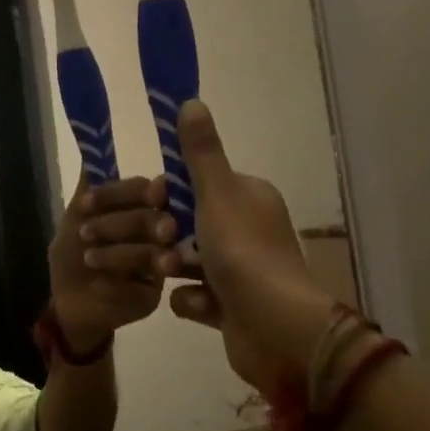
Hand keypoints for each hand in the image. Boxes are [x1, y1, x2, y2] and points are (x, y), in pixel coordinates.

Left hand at [48, 173, 177, 348]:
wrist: (70, 302)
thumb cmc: (74, 256)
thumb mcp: (73, 222)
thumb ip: (86, 194)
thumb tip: (90, 156)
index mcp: (141, 209)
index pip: (142, 189)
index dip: (118, 193)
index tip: (88, 202)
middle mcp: (158, 232)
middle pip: (154, 218)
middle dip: (119, 223)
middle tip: (87, 233)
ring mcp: (161, 263)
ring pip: (152, 252)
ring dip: (117, 252)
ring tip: (88, 258)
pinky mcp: (155, 293)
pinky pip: (144, 286)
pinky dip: (117, 284)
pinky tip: (99, 285)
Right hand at [165, 100, 336, 397]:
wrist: (275, 329)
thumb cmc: (244, 253)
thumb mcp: (217, 194)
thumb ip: (201, 152)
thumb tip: (191, 100)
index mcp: (249, 199)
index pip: (201, 184)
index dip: (172, 192)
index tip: (154, 202)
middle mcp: (248, 231)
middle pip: (190, 224)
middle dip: (167, 235)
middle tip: (161, 243)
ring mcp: (241, 272)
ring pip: (189, 260)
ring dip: (174, 267)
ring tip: (170, 277)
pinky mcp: (232, 308)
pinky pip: (196, 296)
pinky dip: (192, 301)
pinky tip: (195, 305)